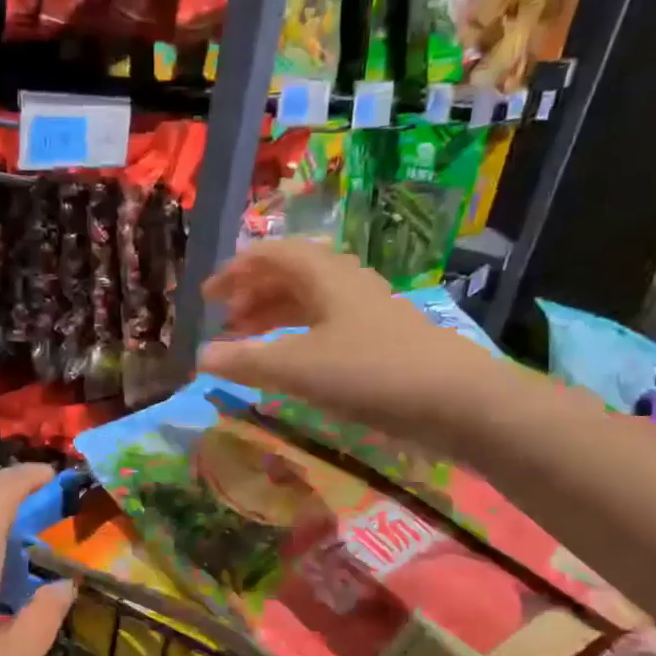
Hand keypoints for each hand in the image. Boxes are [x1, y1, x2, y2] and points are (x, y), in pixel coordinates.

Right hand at [197, 242, 464, 424]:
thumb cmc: (370, 372)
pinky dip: (298, 339)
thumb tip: (201, 356)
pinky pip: (327, 328)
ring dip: (275, 317)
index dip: (235, 271)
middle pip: (291, 276)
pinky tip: (291, 364)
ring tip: (249, 343)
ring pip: (310, 303)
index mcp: (325, 275)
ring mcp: (367, 312)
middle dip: (252, 295)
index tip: (206, 297)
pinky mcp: (381, 342)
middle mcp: (346, 284)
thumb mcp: (298, 367)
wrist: (455, 400)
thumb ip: (247, 361)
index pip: (271, 255)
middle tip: (224, 323)